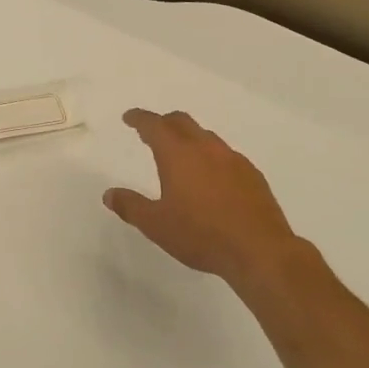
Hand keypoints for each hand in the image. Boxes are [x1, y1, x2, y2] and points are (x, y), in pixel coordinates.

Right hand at [104, 109, 305, 293]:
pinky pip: (226, 155)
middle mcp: (207, 148)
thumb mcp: (156, 225)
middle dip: (164, 122)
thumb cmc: (201, 235)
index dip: (139, 119)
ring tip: (181, 155)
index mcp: (179, 154)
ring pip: (206, 137)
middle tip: (151, 132)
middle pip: (182, 122)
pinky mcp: (252, 175)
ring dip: (189, 138)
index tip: (129, 117)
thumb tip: (109, 194)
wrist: (259, 250)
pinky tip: (210, 178)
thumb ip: (130, 206)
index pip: (155, 125)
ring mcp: (233, 159)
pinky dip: (211, 157)